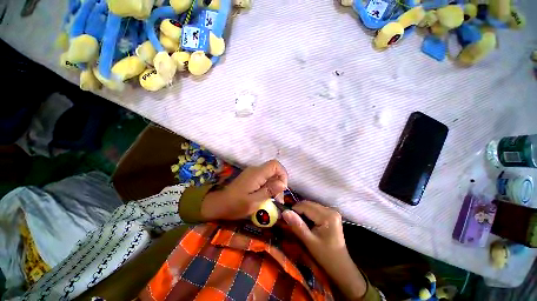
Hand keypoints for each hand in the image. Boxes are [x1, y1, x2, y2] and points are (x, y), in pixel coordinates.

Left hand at [201, 160, 287, 220]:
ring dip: (274, 185)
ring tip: (272, 199)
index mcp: (257, 173)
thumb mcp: (254, 202)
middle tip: (277, 198)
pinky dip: (268, 185)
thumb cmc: (236, 205)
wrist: (219, 204)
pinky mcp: (250, 177)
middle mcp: (255, 169)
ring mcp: (252, 172)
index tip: (281, 188)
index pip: (275, 165)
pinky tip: (265, 196)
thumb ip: (269, 191)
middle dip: (279, 182)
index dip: (282, 174)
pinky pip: (264, 177)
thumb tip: (283, 184)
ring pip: (269, 174)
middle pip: (273, 169)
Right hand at [283, 201, 366, 299]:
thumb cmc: (325, 255)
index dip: (294, 209)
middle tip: (290, 220)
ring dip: (302, 212)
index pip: (306, 206)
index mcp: (327, 216)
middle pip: (309, 204)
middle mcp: (330, 210)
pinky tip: (306, 222)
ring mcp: (331, 211)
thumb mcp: (309, 241)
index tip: (285, 217)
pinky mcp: (331, 214)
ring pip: (311, 206)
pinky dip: (308, 213)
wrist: (340, 265)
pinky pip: (315, 209)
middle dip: (298, 210)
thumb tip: (284, 212)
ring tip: (298, 222)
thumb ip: (297, 225)